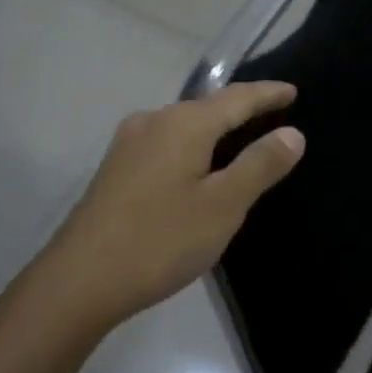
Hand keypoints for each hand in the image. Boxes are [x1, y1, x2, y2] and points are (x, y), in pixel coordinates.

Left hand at [35, 82, 305, 333]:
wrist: (78, 281)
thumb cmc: (160, 240)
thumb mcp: (222, 206)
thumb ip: (259, 165)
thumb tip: (292, 133)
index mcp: (184, 123)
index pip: (237, 97)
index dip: (268, 94)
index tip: (293, 91)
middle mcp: (154, 120)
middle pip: (208, 107)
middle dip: (241, 109)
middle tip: (272, 115)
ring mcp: (129, 143)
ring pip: (184, 125)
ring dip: (214, 129)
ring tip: (240, 140)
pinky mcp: (115, 168)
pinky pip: (166, 143)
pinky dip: (192, 146)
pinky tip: (197, 167)